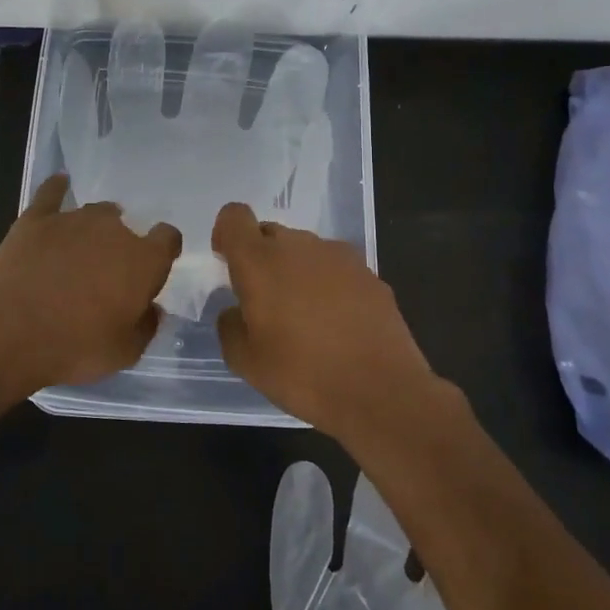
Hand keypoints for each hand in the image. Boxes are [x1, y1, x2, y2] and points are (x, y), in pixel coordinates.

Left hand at [0, 174, 181, 390]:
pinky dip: (57, 189)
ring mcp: (72, 219)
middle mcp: (113, 230)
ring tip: (83, 246)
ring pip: (94, 213)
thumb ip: (145, 326)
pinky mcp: (35, 219)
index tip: (154, 265)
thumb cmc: (75, 347)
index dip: (163, 249)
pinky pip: (51, 194)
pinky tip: (60, 183)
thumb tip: (151, 309)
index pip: (168, 238)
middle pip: (126, 227)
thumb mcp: (124, 352)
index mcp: (143, 261)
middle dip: (121, 245)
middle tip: (106, 273)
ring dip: (94, 227)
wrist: (8, 332)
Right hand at [213, 202, 448, 439]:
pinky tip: (336, 324)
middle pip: (270, 233)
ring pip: (304, 251)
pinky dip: (327, 285)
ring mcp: (339, 257)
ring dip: (295, 271)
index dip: (227, 234)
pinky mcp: (370, 274)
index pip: (234, 217)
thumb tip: (236, 312)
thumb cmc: (302, 374)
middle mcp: (299, 247)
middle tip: (264, 302)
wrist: (382, 392)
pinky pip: (335, 268)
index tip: (228, 264)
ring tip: (304, 317)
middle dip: (261, 258)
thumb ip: (230, 327)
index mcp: (260, 261)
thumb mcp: (246, 362)